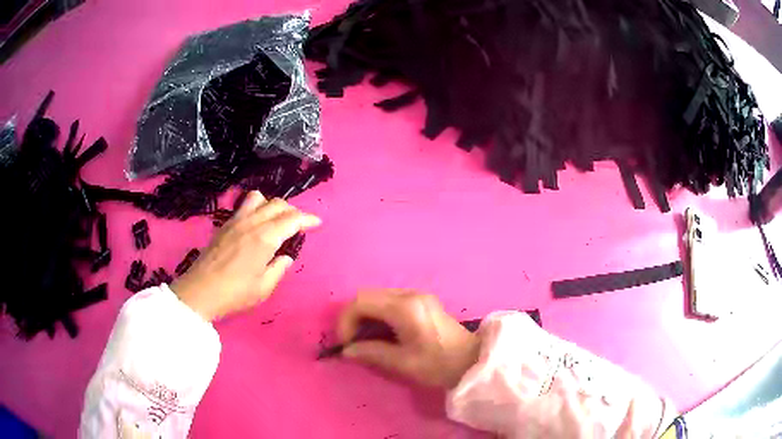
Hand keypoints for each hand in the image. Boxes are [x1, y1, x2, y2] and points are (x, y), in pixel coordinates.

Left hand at [170, 192, 320, 321]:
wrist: (200, 292)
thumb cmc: (235, 294)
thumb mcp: (263, 288)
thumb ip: (278, 269)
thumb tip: (285, 257)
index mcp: (265, 238)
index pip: (292, 219)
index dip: (307, 219)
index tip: (317, 223)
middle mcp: (251, 223)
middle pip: (277, 204)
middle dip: (293, 211)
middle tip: (299, 226)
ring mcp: (236, 221)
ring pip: (259, 198)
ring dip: (272, 205)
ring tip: (276, 220)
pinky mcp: (224, 225)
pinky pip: (244, 205)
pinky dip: (257, 207)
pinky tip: (256, 224)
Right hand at [338, 290, 479, 388]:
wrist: (471, 360)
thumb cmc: (438, 364)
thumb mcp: (402, 363)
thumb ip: (371, 353)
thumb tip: (346, 350)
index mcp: (404, 307)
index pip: (361, 301)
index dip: (346, 321)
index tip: (346, 343)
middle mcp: (409, 294)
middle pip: (367, 295)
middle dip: (353, 317)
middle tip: (353, 342)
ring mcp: (416, 295)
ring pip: (377, 297)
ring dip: (365, 315)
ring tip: (365, 339)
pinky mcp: (421, 300)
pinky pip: (389, 300)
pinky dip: (378, 314)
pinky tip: (382, 332)